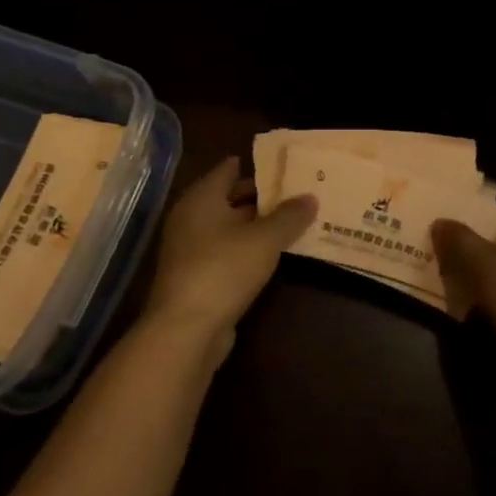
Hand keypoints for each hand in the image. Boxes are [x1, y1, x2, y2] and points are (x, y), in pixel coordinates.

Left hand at [144, 156, 314, 350]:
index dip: (257, 166)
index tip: (285, 164)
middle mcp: (191, 218)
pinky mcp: (197, 277)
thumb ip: (289, 216)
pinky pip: (228, 252)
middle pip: (230, 198)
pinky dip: (249, 249)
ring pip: (230, 227)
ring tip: (294, 220)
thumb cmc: (223, 269)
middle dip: (262, 196)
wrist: (186, 330)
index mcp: (201, 198)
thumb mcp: (265, 239)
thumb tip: (310, 196)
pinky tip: (274, 254)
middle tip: (297, 191)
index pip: (228, 169)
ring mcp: (191, 250)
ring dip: (258, 225)